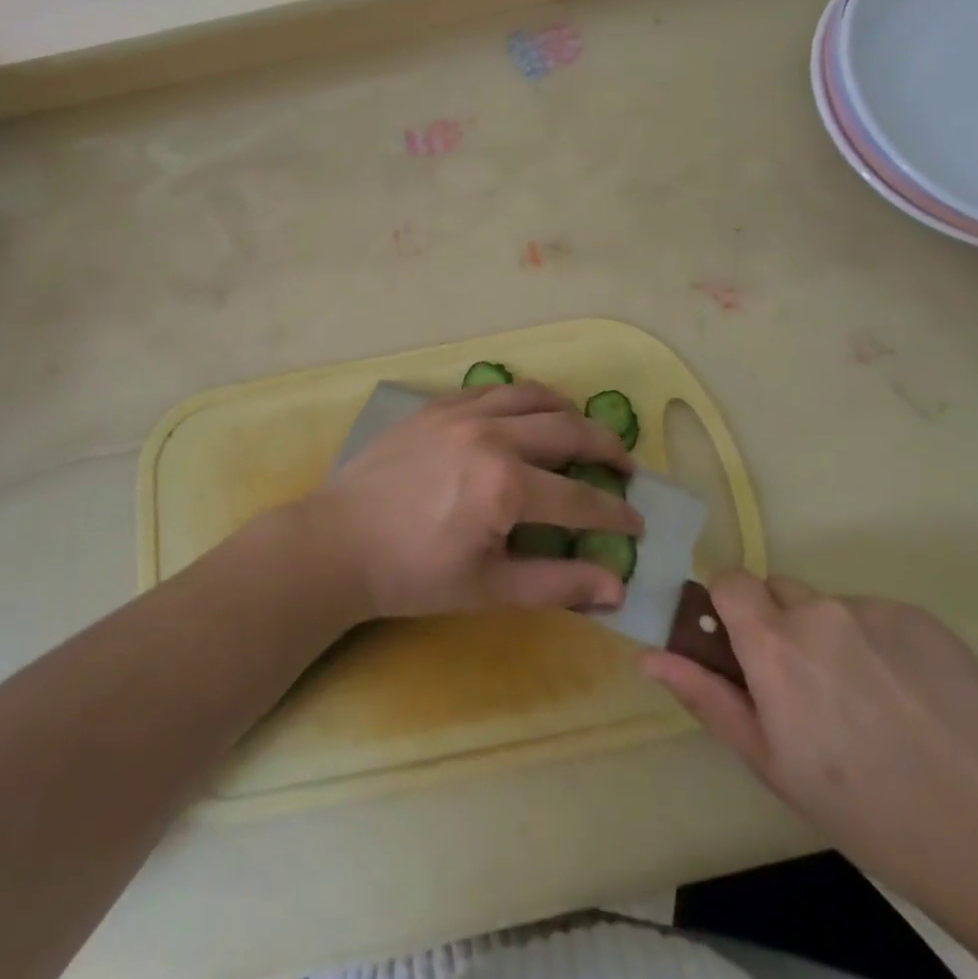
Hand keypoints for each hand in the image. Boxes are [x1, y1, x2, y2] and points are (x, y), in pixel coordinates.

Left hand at [298, 382, 641, 620]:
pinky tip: (525, 416)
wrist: (339, 542)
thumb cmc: (413, 574)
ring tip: (582, 431)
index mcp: (507, 486)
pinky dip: (522, 399)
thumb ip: (556, 583)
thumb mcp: (488, 589)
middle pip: (568, 430)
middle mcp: (491, 436)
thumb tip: (616, 586)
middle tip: (625, 467)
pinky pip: (493, 389)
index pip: (581, 499)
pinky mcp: (436, 405)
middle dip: (607, 448)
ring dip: (568, 412)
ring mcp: (462, 413)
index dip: (616, 514)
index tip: (638, 523)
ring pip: (533, 395)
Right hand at [641, 573, 977, 972]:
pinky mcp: (923, 618)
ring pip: (830, 606)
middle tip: (813, 690)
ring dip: (834, 637)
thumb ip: (705, 695)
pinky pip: (878, 616)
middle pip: (780, 591)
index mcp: (774, 645)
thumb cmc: (861, 809)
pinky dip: (881, 644)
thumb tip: (647, 653)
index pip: (730, 579)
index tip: (746, 648)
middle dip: (783, 625)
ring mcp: (875, 610)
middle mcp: (819, 611)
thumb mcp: (770, 762)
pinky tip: (909, 697)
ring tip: (871, 702)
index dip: (732, 607)